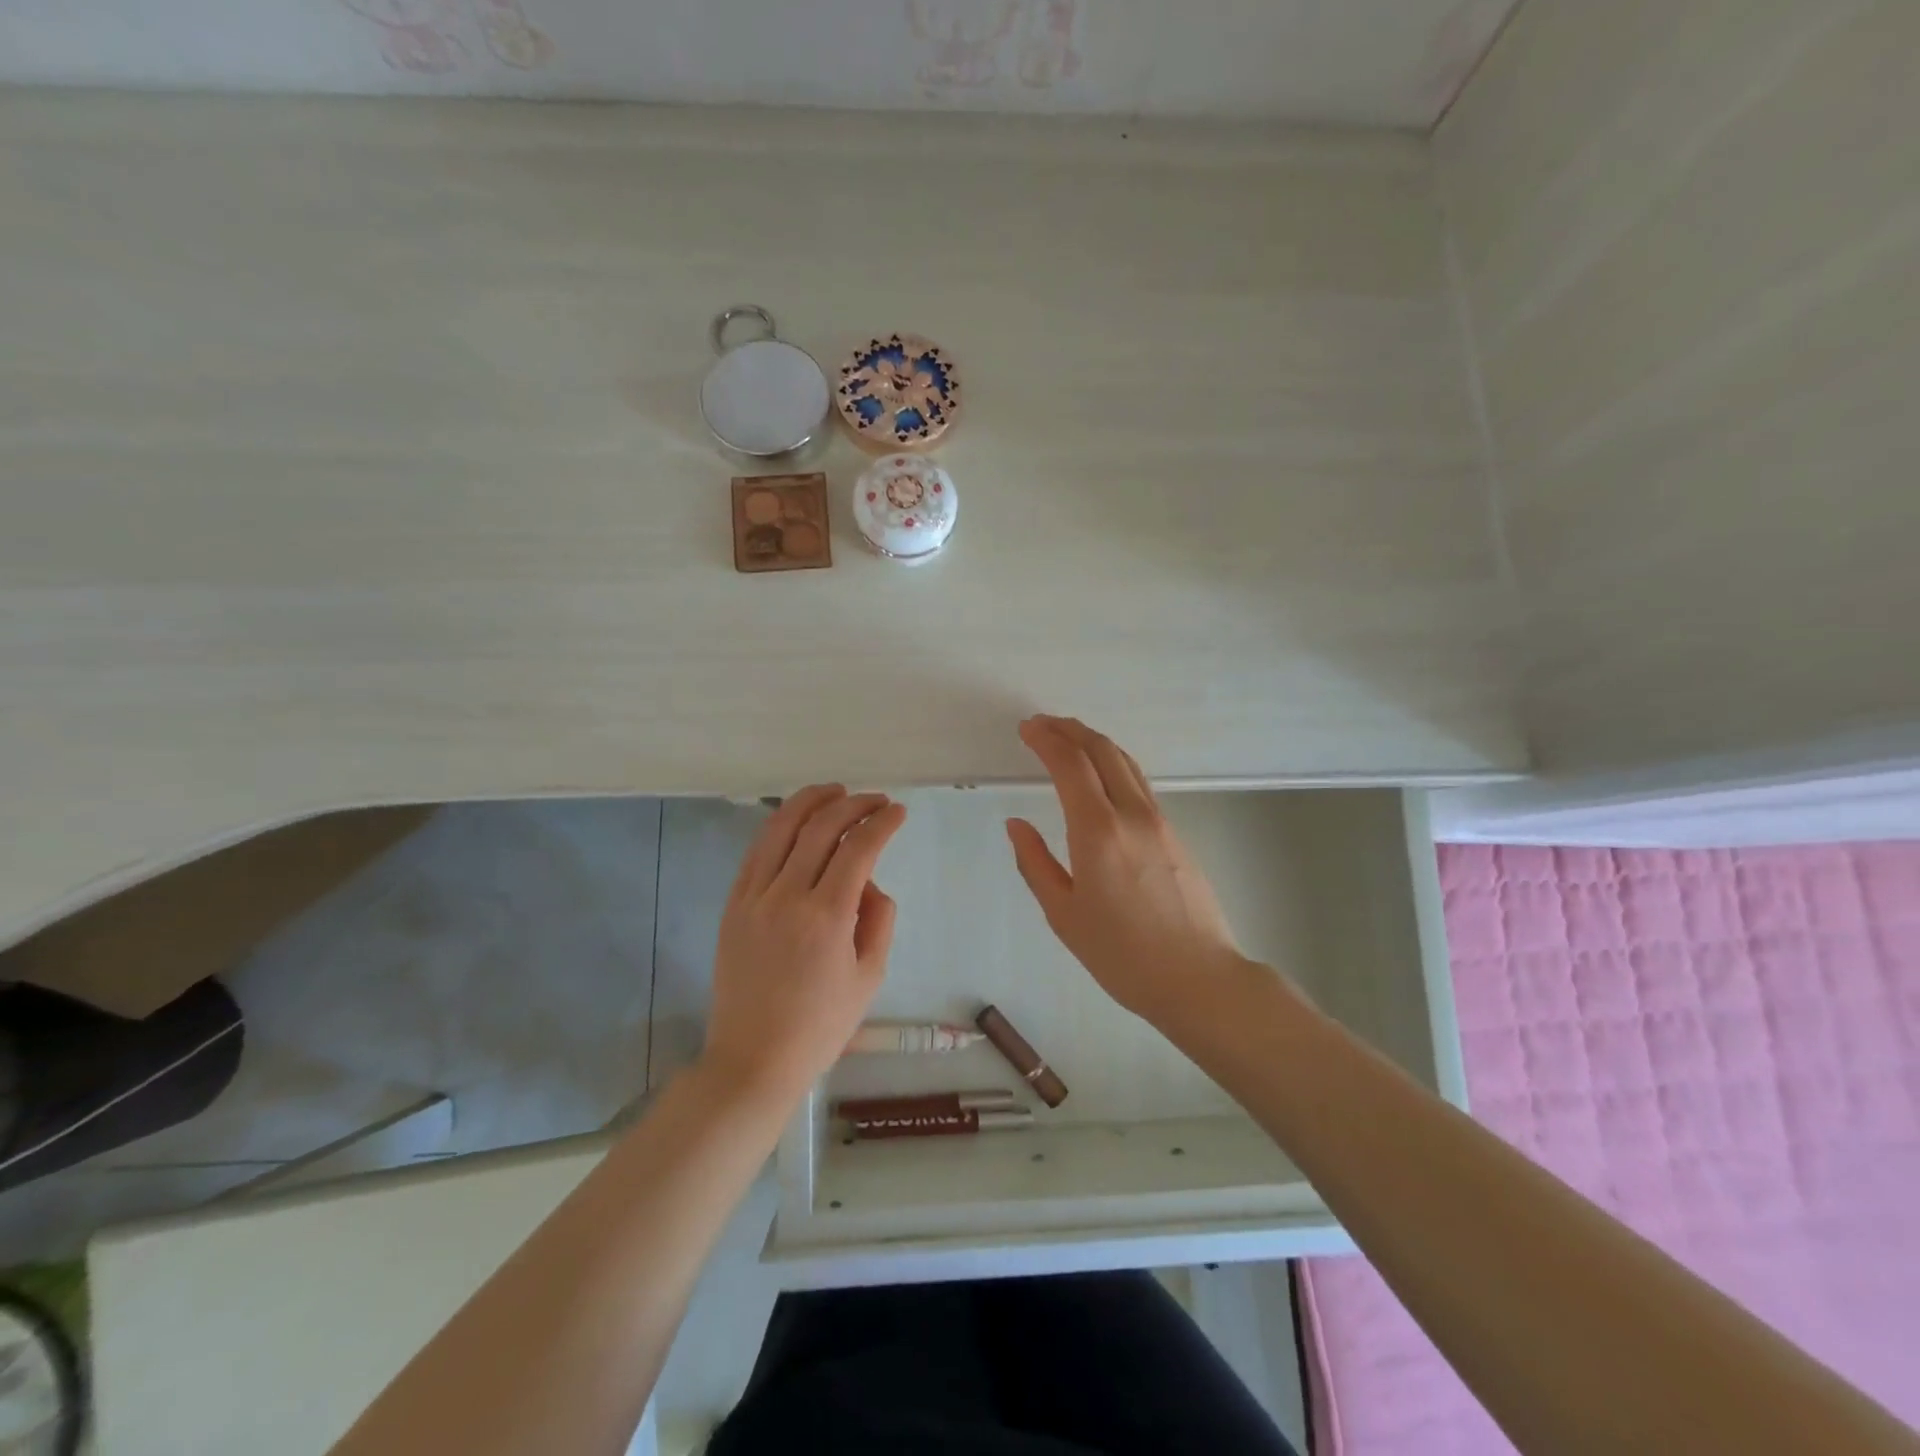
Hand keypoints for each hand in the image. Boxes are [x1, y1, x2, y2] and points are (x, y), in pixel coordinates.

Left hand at [703, 786, 908, 1106]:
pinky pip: (757, 851)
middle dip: (853, 804)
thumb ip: (878, 920)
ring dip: (811, 801)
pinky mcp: (733, 905)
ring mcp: (753, 898)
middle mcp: (787, 896)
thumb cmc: (820, 1025)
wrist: (753, 1059)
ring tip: (835, 792)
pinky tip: (797, 821)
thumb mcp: (869, 977)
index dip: (882, 823)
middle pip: (821, 827)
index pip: (859, 849)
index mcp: (826, 917)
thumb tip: (869, 883)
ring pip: (781, 828)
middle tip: (875, 800)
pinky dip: (779, 827)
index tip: (898, 812)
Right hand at [1007, 716, 1244, 1026]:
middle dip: (1070, 729)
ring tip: (1068, 739)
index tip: (1027, 729)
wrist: (1199, 978)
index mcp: (1098, 831)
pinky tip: (1101, 776)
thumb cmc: (1122, 954)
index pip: (1070, 764)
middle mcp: (1132, 814)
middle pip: (1102, 750)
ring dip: (1094, 742)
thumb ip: (1035, 863)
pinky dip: (1113, 764)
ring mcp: (1160, 821)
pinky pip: (1139, 783)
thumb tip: (1016, 825)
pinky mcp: (1175, 833)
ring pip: (1126, 762)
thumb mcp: (1064, 915)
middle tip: (1042, 724)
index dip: (1046, 739)